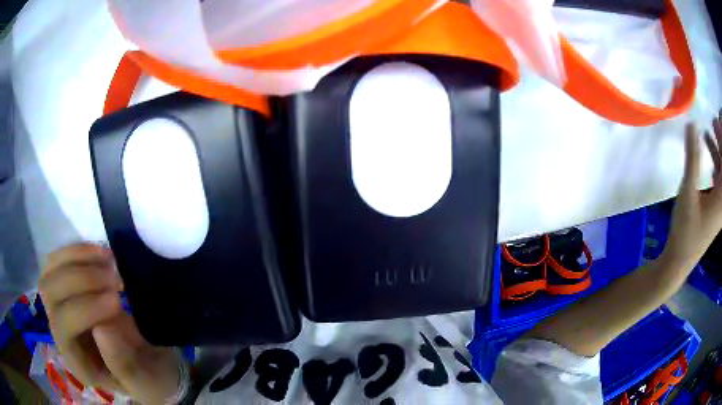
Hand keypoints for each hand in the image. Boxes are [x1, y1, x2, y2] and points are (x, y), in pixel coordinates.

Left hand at [39, 243, 182, 403]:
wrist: (148, 360)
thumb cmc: (148, 376)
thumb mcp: (145, 381)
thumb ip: (123, 364)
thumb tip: (101, 327)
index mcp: (76, 361)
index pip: (64, 327)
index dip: (84, 309)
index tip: (118, 301)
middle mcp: (60, 332)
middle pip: (50, 293)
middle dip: (79, 280)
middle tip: (114, 279)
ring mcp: (60, 306)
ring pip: (51, 270)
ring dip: (78, 259)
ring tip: (109, 261)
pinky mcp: (66, 287)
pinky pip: (60, 259)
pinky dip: (78, 250)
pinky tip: (102, 254)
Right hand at [661, 110, 721, 273]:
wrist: (679, 261)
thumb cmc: (685, 229)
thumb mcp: (688, 191)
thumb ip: (692, 157)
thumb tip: (692, 124)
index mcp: (721, 197)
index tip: (717, 118)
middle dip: (720, 142)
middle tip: (713, 121)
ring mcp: (720, 208)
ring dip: (717, 153)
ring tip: (708, 133)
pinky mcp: (715, 212)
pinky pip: (719, 185)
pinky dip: (716, 169)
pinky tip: (710, 162)